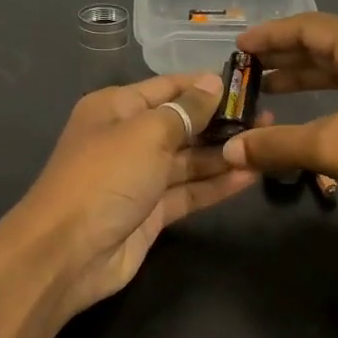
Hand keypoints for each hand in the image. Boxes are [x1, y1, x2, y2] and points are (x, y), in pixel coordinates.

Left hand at [8, 71, 259, 316]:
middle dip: (222, 121)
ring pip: (189, 161)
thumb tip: (213, 83)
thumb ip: (185, 111)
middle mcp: (128, 139)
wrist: (68, 253)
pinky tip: (251, 175)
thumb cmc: (105, 178)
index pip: (168, 88)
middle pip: (182, 124)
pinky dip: (217, 184)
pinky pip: (189, 192)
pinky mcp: (152, 213)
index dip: (206, 85)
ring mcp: (140, 178)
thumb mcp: (146, 133)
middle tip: (269, 117)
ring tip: (267, 144)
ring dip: (224, 154)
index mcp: (116, 109)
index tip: (248, 83)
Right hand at [219, 13, 337, 231]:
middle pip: (323, 45)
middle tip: (245, 70)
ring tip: (266, 91)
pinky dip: (324, 101)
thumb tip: (229, 151)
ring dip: (302, 79)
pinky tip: (306, 119)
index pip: (309, 26)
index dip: (270, 35)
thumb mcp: (333, 147)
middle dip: (283, 56)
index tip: (238, 47)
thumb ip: (278, 145)